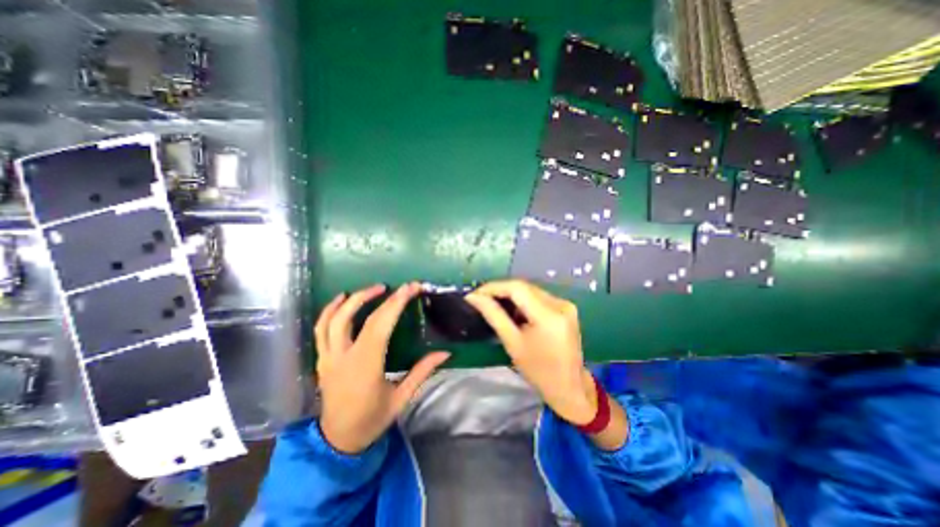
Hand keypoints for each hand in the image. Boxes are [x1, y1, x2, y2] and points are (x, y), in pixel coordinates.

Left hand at [314, 285, 448, 451]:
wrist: (338, 442)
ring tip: (371, 289)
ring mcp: (328, 358)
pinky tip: (341, 300)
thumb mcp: (402, 398)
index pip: (380, 325)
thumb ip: (423, 371)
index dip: (396, 303)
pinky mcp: (322, 359)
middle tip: (395, 287)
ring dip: (351, 300)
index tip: (411, 288)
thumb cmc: (372, 420)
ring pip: (332, 320)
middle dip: (376, 296)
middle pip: (355, 317)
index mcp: (365, 366)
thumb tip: (446, 352)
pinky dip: (329, 311)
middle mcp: (343, 357)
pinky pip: (320, 329)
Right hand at [468, 280, 597, 423]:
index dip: (494, 287)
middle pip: (524, 287)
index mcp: (549, 315)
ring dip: (511, 294)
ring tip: (493, 302)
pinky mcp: (566, 308)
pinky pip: (539, 297)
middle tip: (481, 298)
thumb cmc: (538, 371)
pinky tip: (513, 309)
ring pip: (531, 290)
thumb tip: (473, 297)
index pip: (517, 288)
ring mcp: (566, 305)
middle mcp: (560, 304)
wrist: (570, 387)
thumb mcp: (512, 343)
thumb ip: (494, 316)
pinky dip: (523, 300)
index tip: (475, 294)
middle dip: (501, 290)